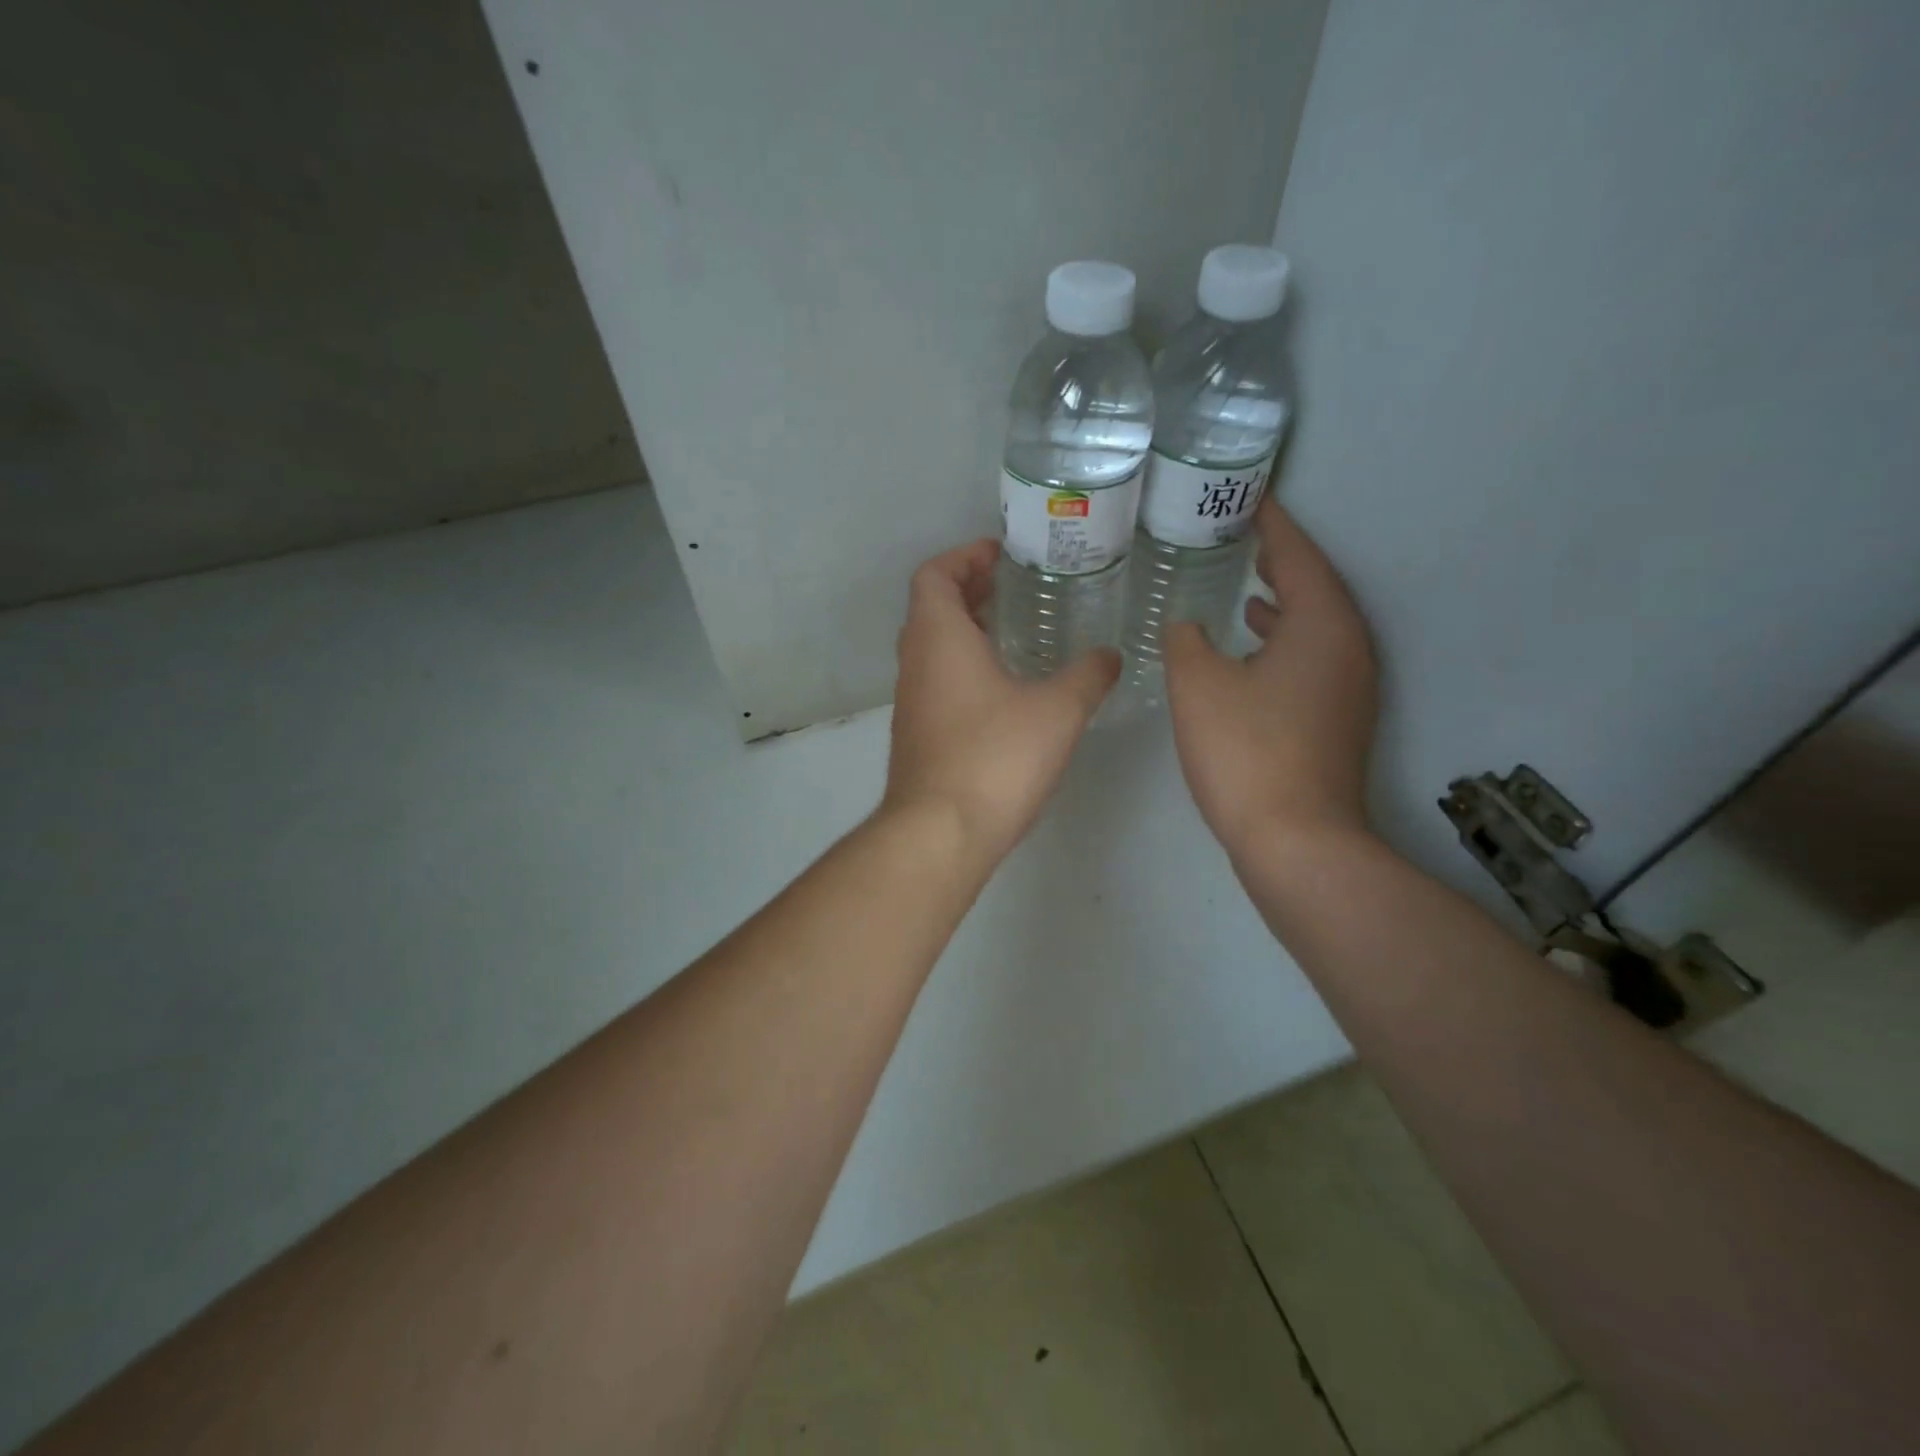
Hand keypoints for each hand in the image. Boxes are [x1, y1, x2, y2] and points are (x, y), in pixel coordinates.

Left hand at [883, 539, 1118, 864]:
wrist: (940, 832)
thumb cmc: (995, 758)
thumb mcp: (1057, 711)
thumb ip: (1088, 676)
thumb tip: (1111, 655)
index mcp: (939, 638)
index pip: (933, 575)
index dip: (964, 556)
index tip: (1000, 556)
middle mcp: (915, 662)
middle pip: (931, 607)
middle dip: (969, 590)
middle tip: (1012, 588)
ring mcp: (911, 702)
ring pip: (931, 647)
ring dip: (965, 630)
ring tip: (1013, 631)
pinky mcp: (917, 735)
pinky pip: (936, 681)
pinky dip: (962, 666)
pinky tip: (1003, 689)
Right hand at [1164, 501, 1377, 860]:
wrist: (1297, 839)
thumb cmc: (1246, 752)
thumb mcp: (1199, 686)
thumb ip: (1186, 642)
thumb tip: (1188, 626)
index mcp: (1322, 625)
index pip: (1299, 556)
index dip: (1274, 524)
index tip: (1251, 498)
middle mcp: (1349, 647)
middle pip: (1317, 587)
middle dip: (1282, 560)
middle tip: (1246, 537)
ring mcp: (1349, 687)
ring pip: (1317, 626)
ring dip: (1285, 603)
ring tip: (1249, 587)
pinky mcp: (1338, 718)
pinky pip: (1313, 658)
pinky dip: (1286, 642)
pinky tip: (1254, 653)